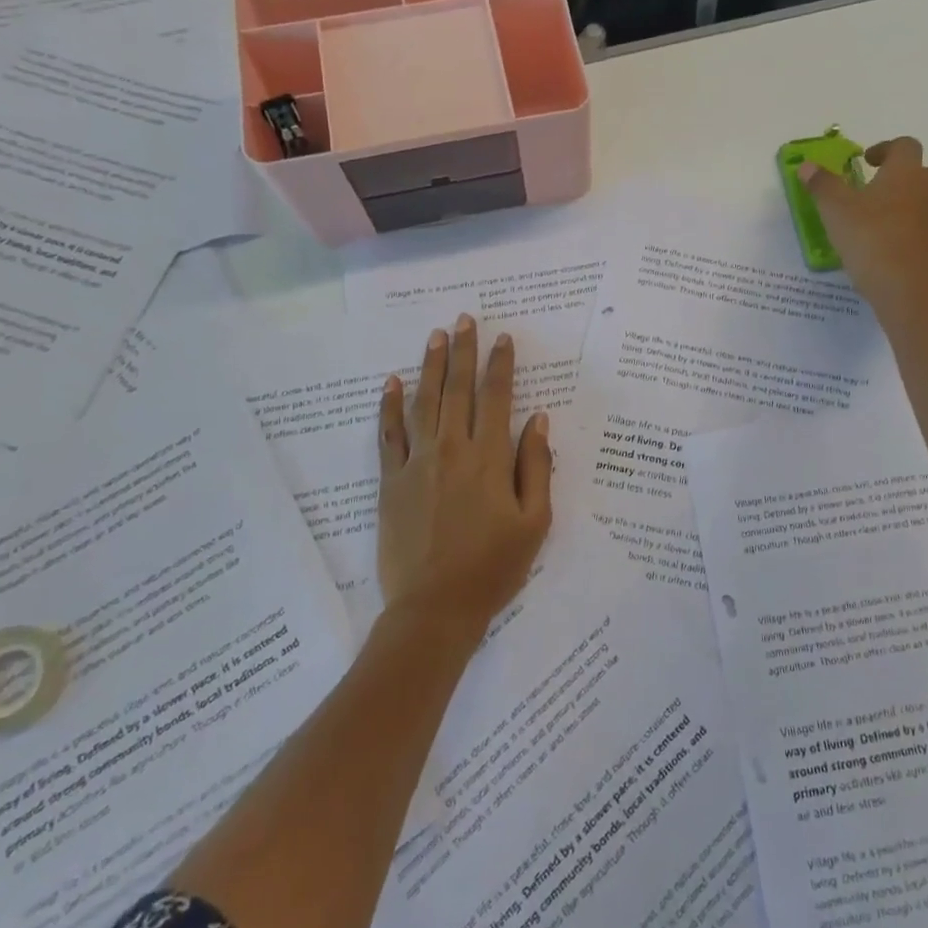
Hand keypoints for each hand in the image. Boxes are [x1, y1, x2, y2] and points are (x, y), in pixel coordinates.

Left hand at [377, 315, 553, 644]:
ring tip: (435, 336)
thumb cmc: (494, 567)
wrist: (435, 608)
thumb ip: (537, 466)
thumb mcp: (535, 522)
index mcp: (490, 459)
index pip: (497, 398)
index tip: (502, 338)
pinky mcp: (390, 482)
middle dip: (462, 351)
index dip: (500, 365)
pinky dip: (389, 407)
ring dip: (430, 366)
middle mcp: (452, 450)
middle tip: (464, 319)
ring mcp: (417, 464)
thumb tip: (538, 419)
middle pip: (458, 389)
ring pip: (424, 403)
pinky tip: (391, 383)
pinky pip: (388, 435)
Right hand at [800, 137, 927, 316]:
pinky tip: (922, 248)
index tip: (870, 161)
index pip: (905, 146)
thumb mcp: (834, 210)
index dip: (888, 149)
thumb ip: (822, 185)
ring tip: (917, 216)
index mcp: (905, 173)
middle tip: (888, 193)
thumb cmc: (868, 239)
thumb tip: (807, 166)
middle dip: (912, 178)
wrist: (905, 287)